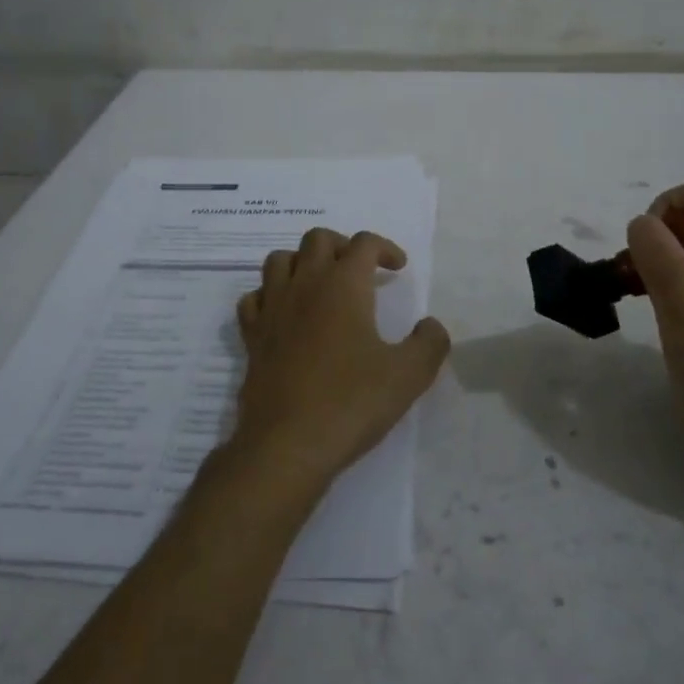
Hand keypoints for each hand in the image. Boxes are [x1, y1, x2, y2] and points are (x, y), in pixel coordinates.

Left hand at [231, 228, 450, 494]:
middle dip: (343, 246)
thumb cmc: (352, 402)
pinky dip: (270, 295)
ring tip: (322, 285)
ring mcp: (272, 309)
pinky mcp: (252, 336)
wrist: (288, 444)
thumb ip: (429, 343)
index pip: (364, 244)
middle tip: (361, 271)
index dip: (385, 248)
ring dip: (303, 262)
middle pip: (317, 239)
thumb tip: (431, 325)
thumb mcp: (409, 375)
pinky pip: (254, 298)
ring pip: (280, 260)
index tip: (398, 269)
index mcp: (343, 286)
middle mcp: (304, 285)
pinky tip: (285, 314)